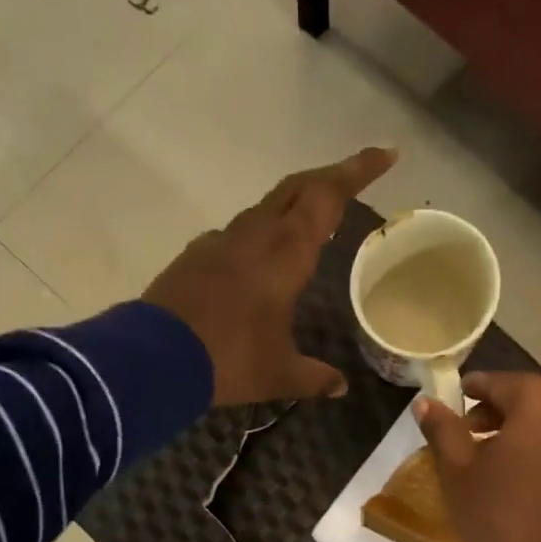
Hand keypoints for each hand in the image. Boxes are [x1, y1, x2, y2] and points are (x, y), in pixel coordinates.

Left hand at [143, 147, 397, 405]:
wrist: (154, 358)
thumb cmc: (230, 360)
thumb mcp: (279, 374)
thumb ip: (313, 377)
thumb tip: (340, 387)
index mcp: (285, 253)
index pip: (328, 196)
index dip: (358, 171)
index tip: (386, 154)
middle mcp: (255, 235)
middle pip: (296, 187)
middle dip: (329, 178)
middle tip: (352, 180)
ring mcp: (220, 241)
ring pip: (264, 208)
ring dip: (291, 206)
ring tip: (309, 225)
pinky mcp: (195, 256)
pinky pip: (237, 235)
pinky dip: (259, 236)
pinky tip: (259, 262)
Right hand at [415, 373, 540, 541]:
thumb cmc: (502, 518)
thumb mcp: (459, 472)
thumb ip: (443, 429)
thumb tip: (426, 401)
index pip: (496, 382)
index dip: (467, 394)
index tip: (448, 409)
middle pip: (527, 399)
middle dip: (495, 413)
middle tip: (466, 437)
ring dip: (520, 433)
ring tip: (491, 462)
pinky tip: (521, 482)